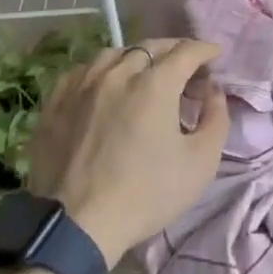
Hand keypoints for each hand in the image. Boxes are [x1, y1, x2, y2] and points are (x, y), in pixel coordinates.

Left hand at [26, 38, 228, 263]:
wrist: (76, 227)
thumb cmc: (146, 194)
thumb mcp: (201, 163)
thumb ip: (217, 118)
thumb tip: (214, 90)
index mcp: (155, 83)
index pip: (187, 51)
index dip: (205, 50)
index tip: (215, 56)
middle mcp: (118, 72)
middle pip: (151, 47)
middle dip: (174, 51)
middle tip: (185, 67)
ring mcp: (82, 84)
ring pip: (114, 54)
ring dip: (136, 58)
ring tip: (143, 74)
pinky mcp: (56, 102)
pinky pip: (82, 71)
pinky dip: (101, 71)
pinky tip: (104, 86)